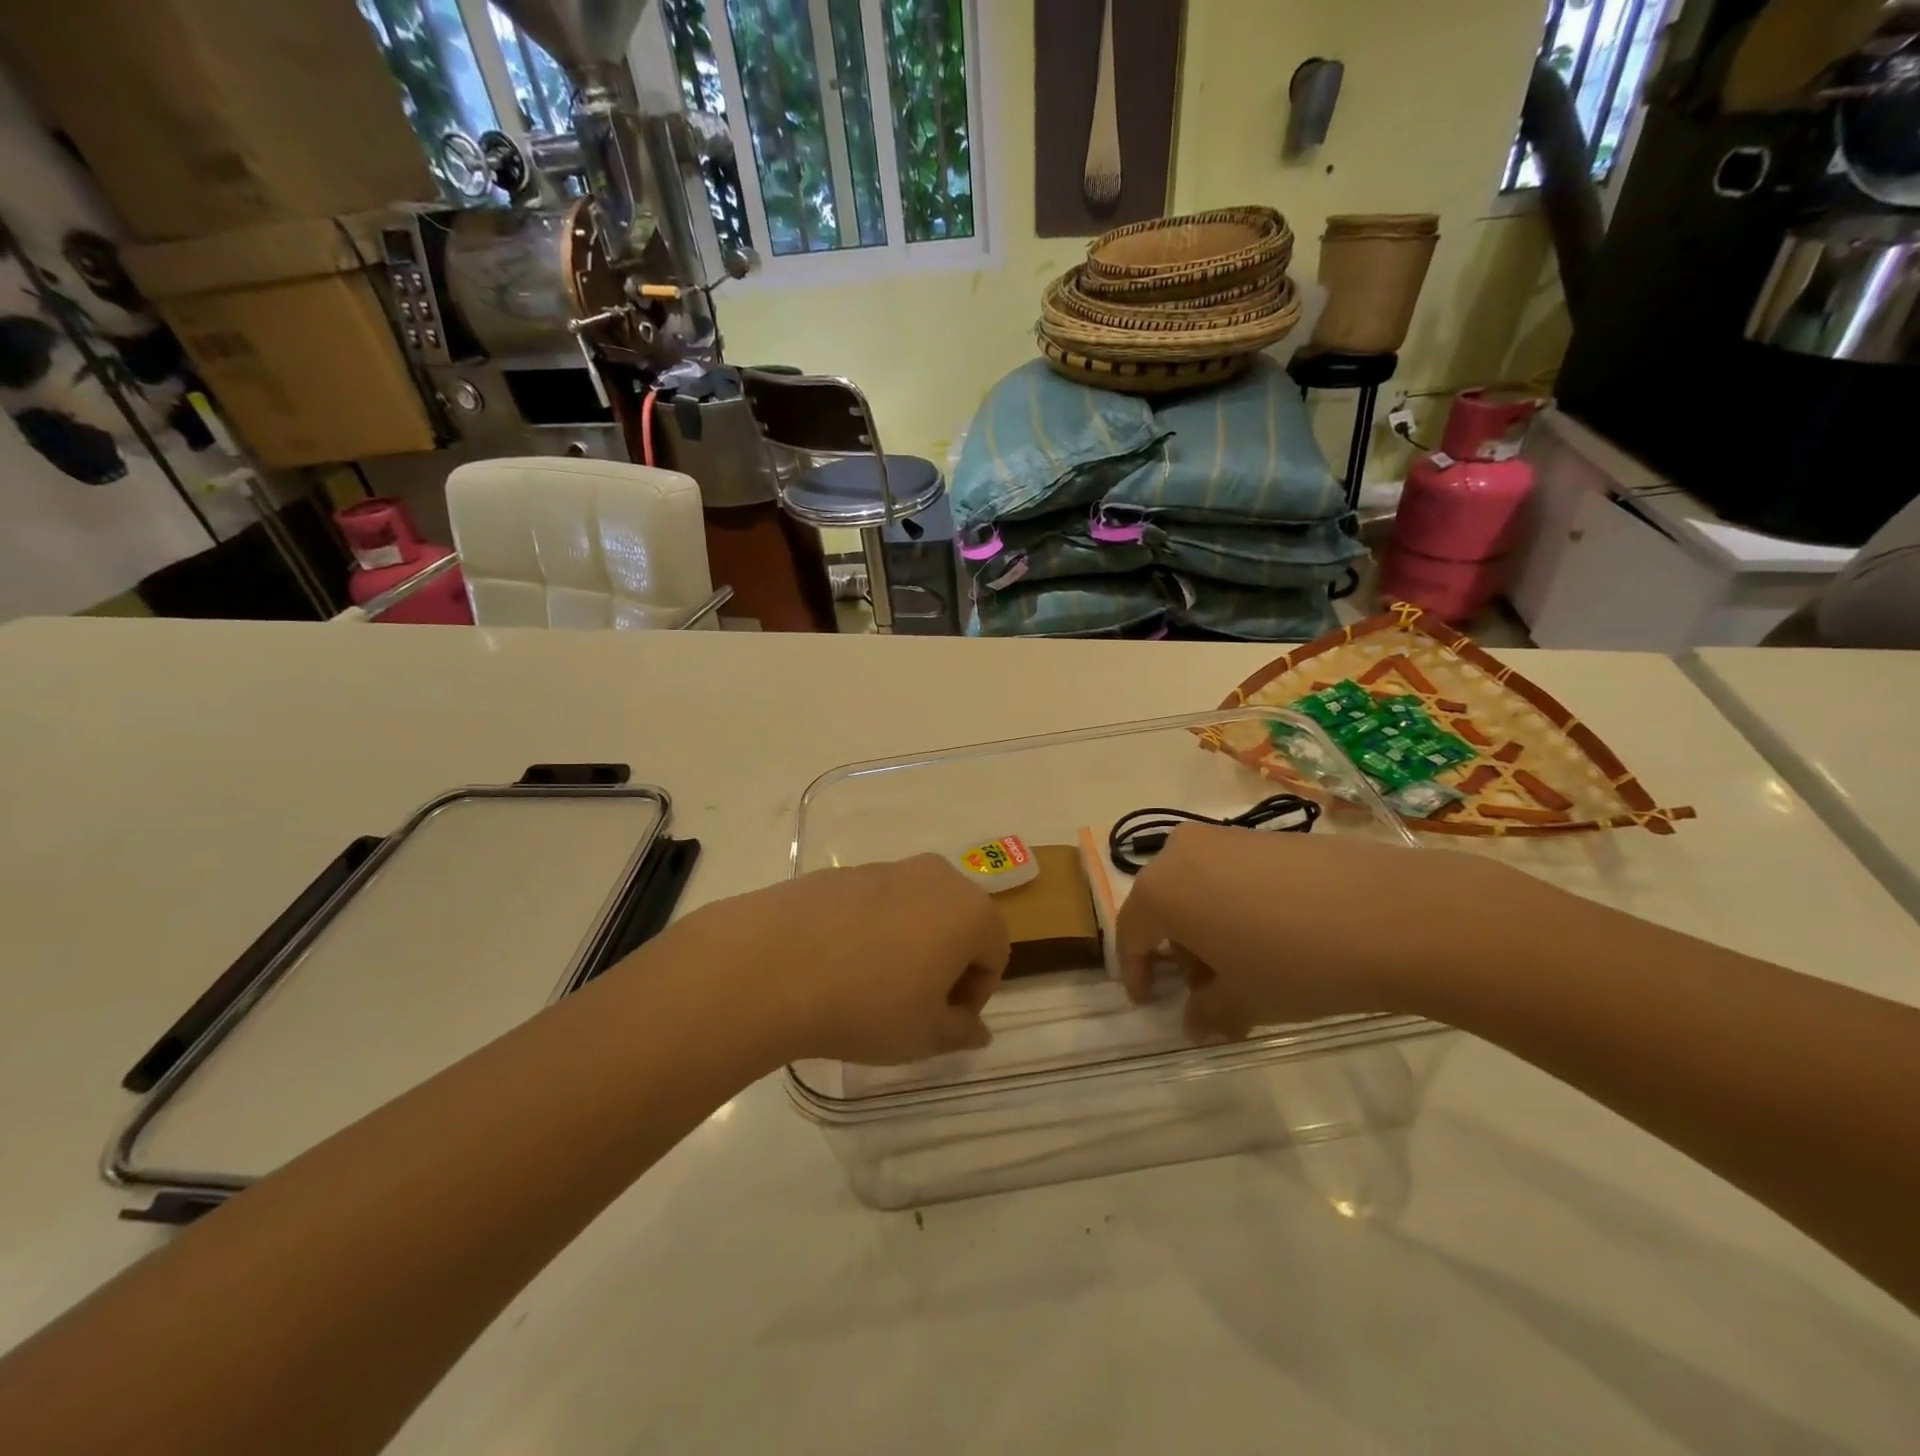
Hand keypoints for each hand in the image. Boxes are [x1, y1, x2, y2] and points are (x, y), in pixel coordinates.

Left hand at [673, 854, 1010, 1064]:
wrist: (772, 964)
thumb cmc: (867, 1004)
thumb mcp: (923, 1035)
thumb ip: (960, 1032)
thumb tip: (978, 1030)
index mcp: (969, 910)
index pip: (995, 954)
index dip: (974, 995)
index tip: (942, 1022)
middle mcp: (935, 877)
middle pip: (958, 923)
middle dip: (946, 964)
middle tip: (913, 1005)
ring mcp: (886, 868)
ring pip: (916, 911)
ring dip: (908, 945)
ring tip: (870, 986)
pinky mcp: (843, 871)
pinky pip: (874, 904)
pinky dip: (871, 931)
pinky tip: (837, 964)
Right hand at [1115, 824, 1546, 1040]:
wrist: (1392, 915)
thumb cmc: (1295, 963)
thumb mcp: (1244, 1000)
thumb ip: (1207, 1013)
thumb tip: (1196, 1021)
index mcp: (1161, 889)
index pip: (1131, 933)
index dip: (1136, 972)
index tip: (1147, 1001)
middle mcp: (1183, 851)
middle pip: (1165, 905)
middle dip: (1179, 950)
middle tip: (1207, 990)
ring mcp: (1227, 837)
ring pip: (1199, 886)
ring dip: (1209, 927)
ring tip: (1247, 966)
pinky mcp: (1268, 835)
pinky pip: (1233, 873)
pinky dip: (1238, 905)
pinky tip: (1278, 937)